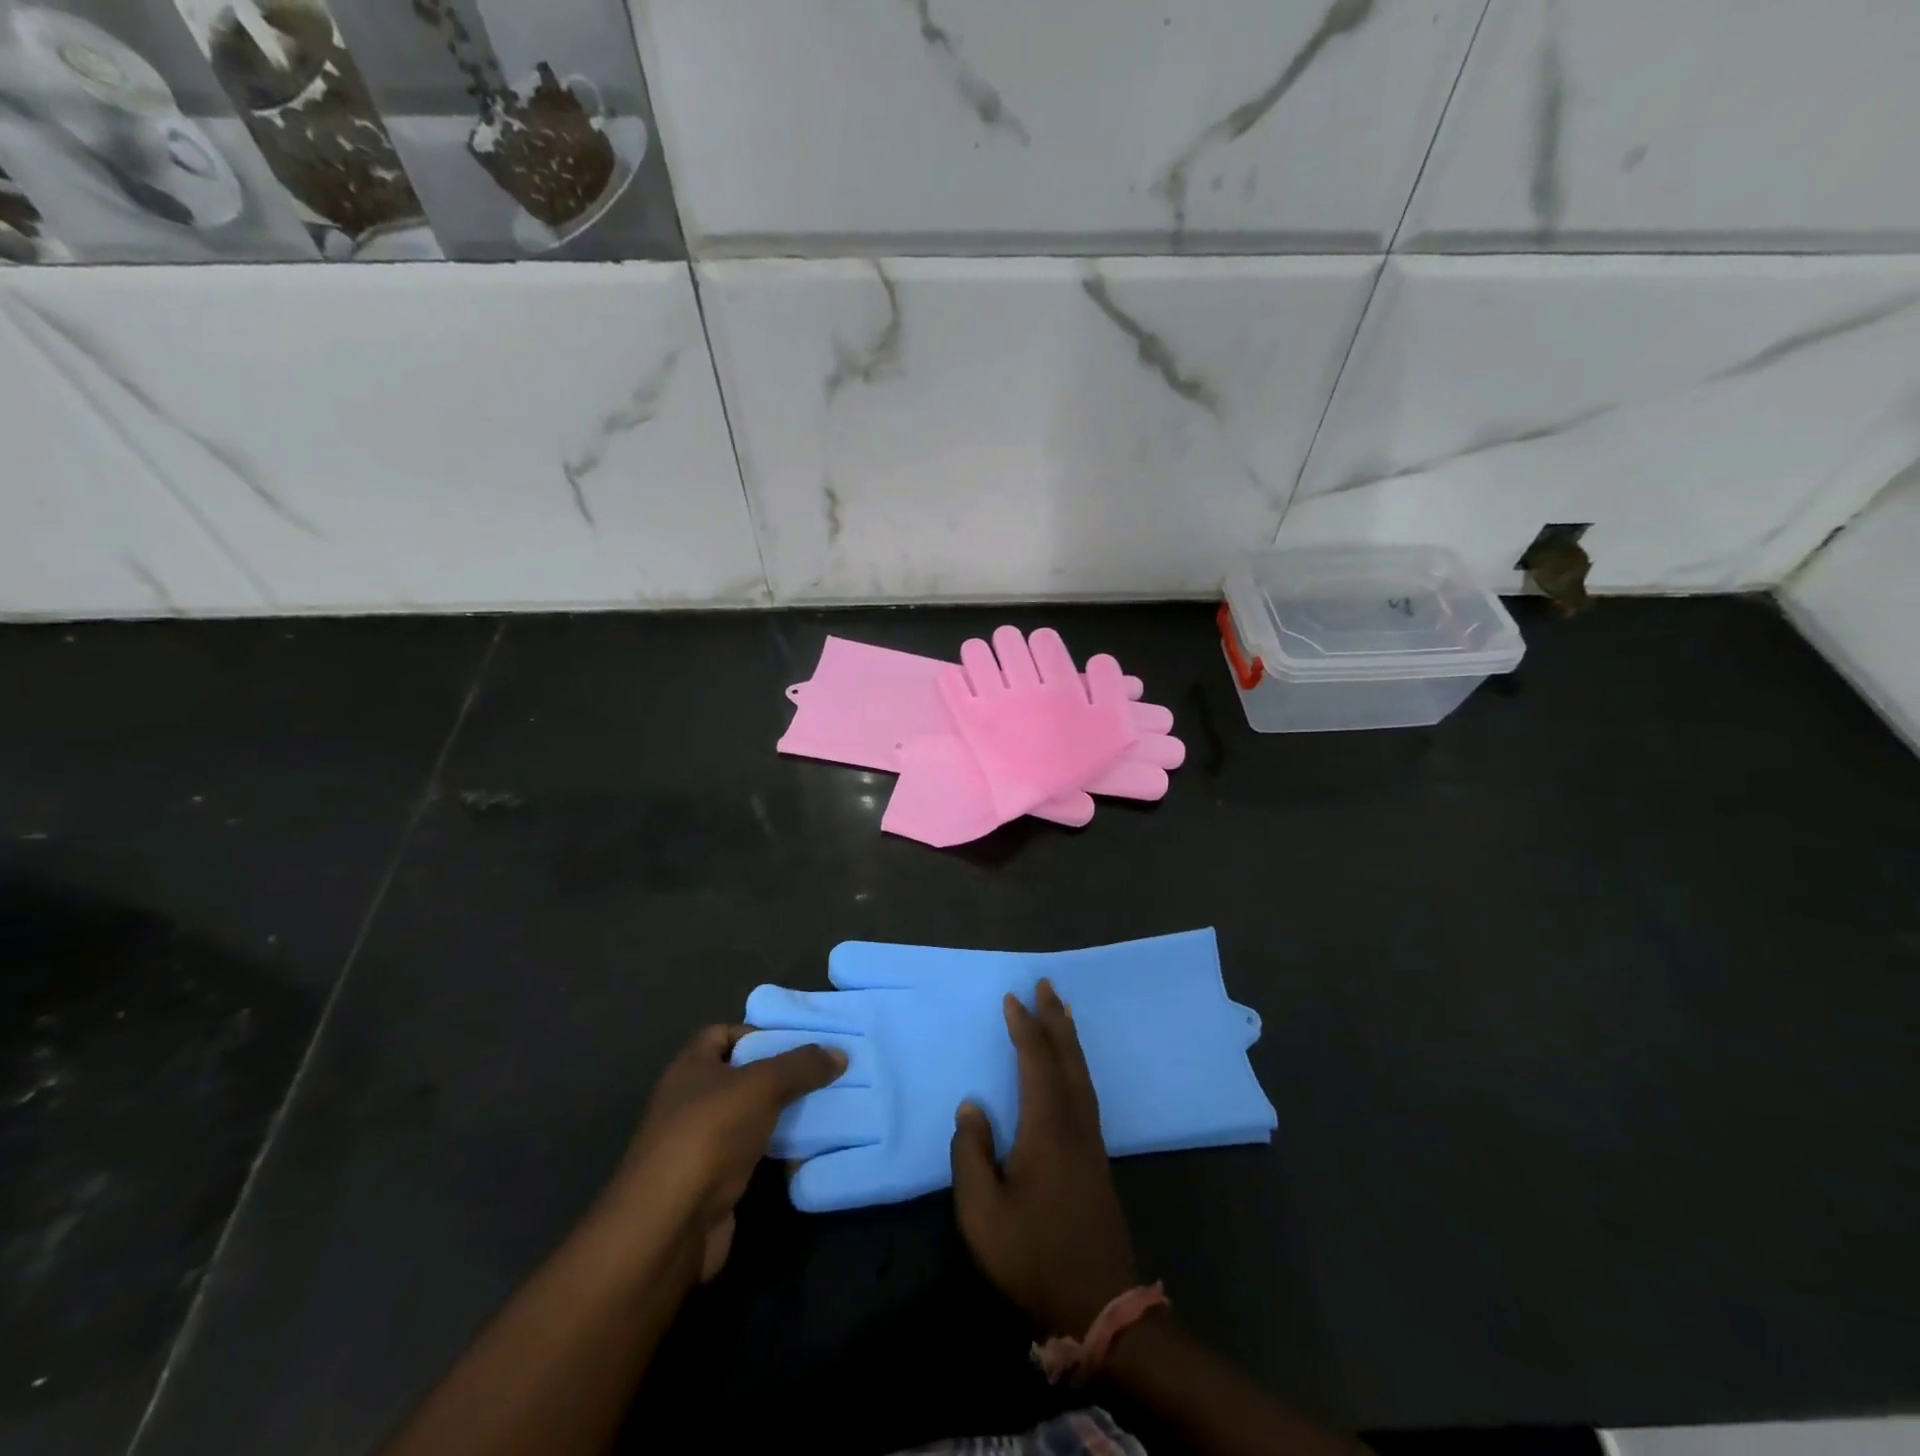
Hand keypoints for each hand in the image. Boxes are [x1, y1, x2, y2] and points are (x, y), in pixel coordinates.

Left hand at [613, 1025, 844, 1280]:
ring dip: (782, 1115)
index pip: (724, 1033)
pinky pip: (752, 1154)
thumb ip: (801, 1066)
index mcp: (690, 1067)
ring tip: (825, 1108)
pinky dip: (776, 1151)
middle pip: (741, 1076)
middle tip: (822, 1074)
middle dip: (780, 1075)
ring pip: (749, 1118)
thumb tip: (839, 1053)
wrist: (669, 1226)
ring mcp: (699, 1145)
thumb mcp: (762, 1086)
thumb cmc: (709, 1135)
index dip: (758, 1032)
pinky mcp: (712, 1183)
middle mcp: (690, 1101)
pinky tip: (808, 1150)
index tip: (798, 1042)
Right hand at [949, 980, 1139, 1335]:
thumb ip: (971, 1154)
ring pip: (1082, 1074)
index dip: (1024, 1027)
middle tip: (1046, 985)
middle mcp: (1075, 1124)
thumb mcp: (982, 1212)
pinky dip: (1076, 1065)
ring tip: (1062, 1012)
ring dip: (1070, 1038)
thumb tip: (972, 1107)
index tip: (1013, 997)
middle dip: (1055, 1019)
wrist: (1100, 1306)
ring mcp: (1091, 1142)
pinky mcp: (1097, 1159)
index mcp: (1048, 1128)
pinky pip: (1086, 1091)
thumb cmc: (1033, 1256)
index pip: (1036, 1062)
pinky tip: (1071, 1070)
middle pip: (1068, 1058)